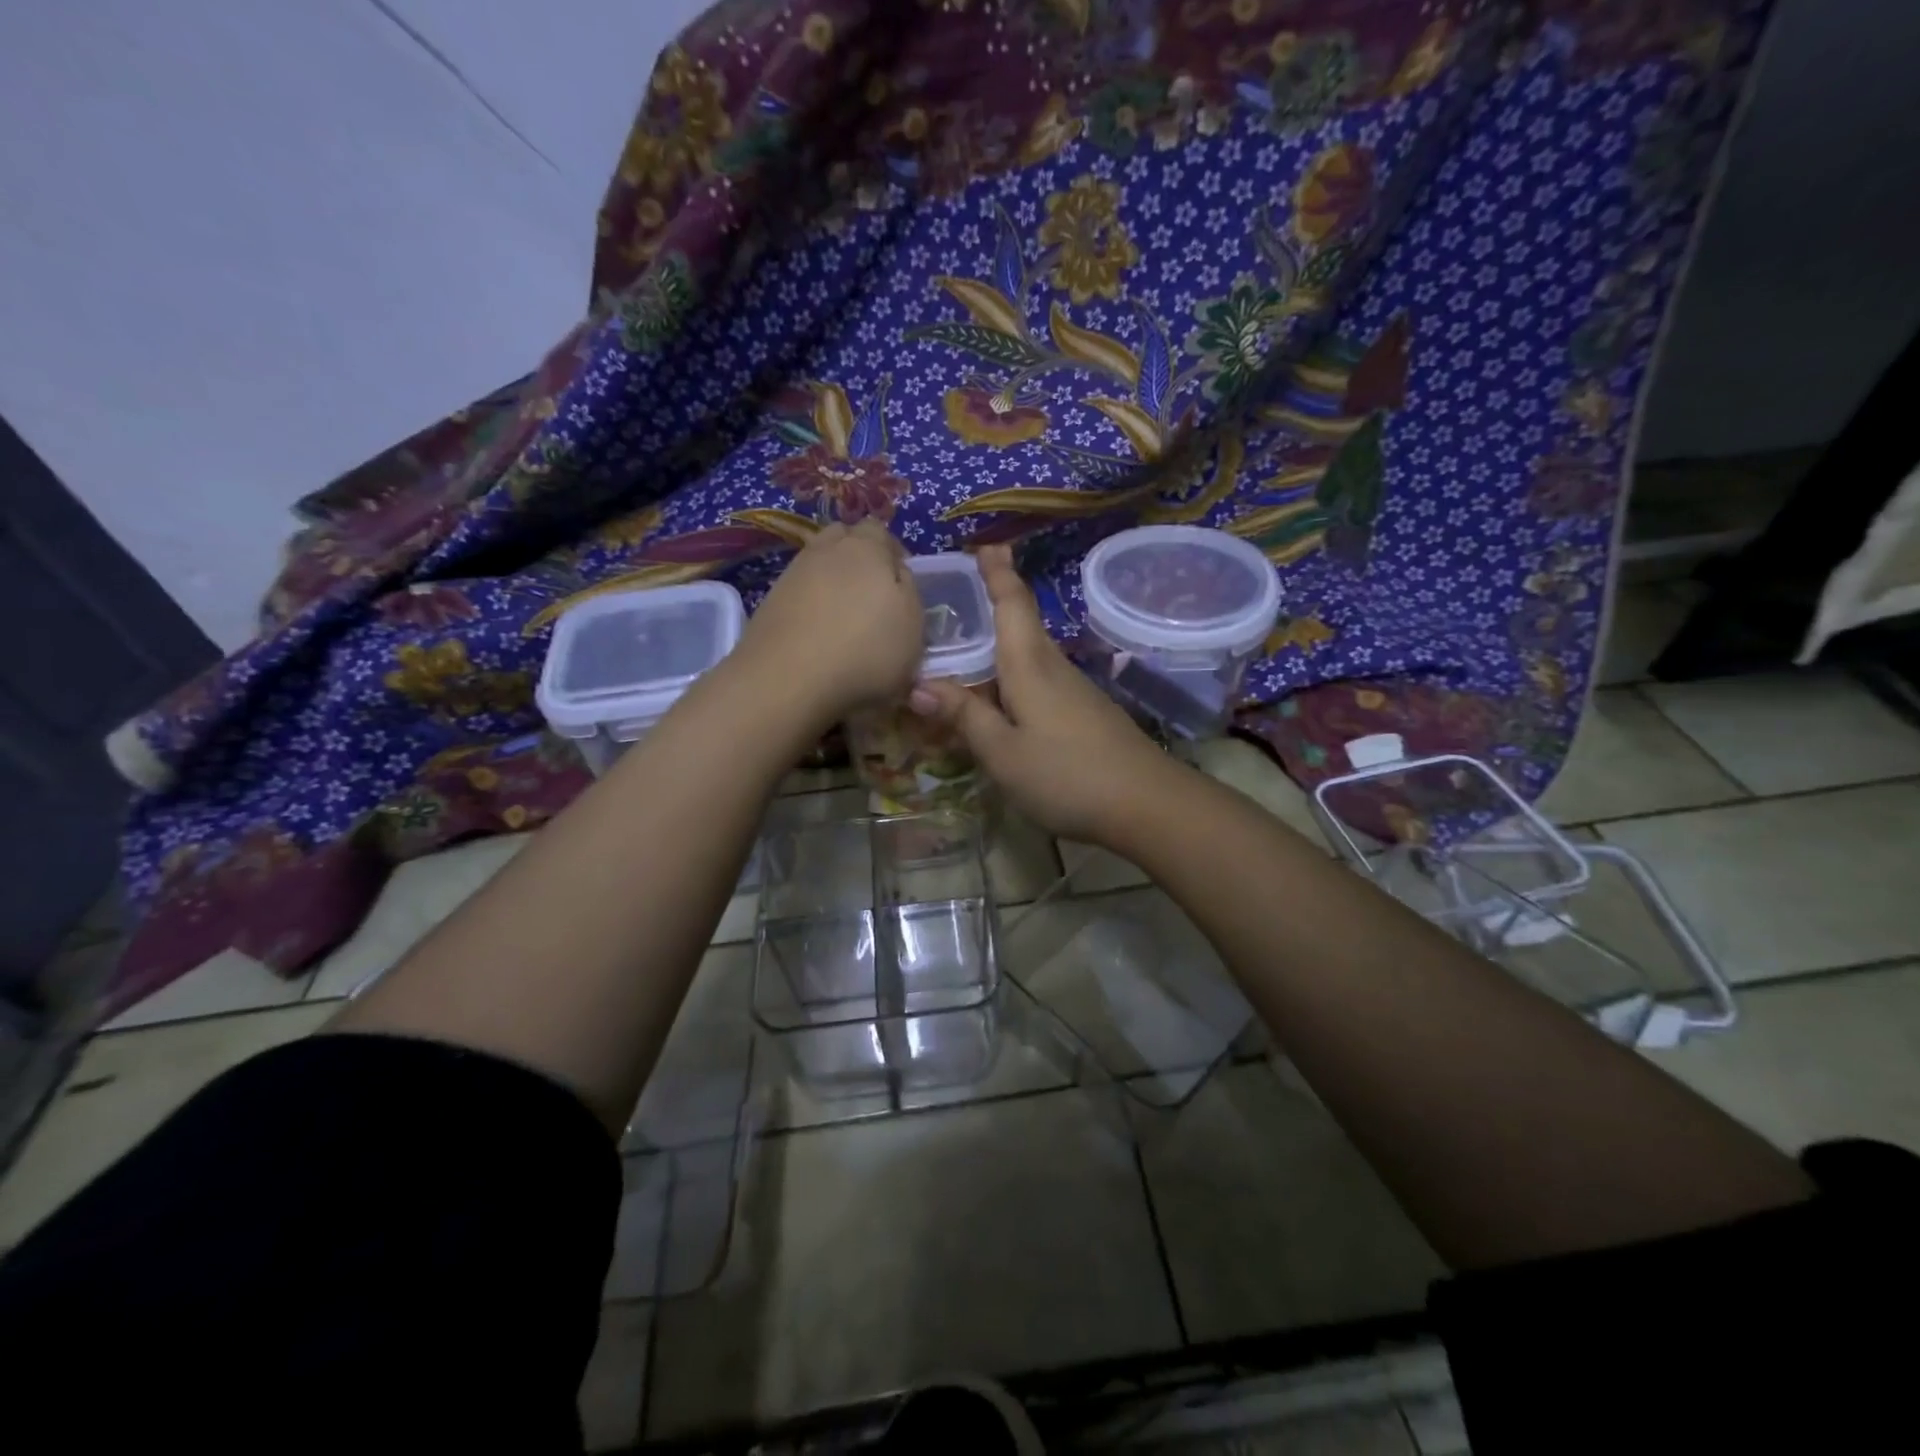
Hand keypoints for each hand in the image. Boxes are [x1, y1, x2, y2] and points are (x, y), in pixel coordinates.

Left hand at [737, 521, 924, 729]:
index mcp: (867, 547)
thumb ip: (909, 592)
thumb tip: (897, 574)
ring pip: (819, 562)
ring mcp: (793, 573)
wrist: (787, 679)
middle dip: (859, 557)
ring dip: (833, 581)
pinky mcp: (770, 600)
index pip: (880, 531)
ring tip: (844, 616)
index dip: (892, 552)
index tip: (900, 583)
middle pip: (844, 539)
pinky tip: (818, 633)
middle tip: (872, 593)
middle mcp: (826, 550)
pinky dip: (811, 603)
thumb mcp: (913, 626)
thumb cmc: (865, 652)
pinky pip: (799, 590)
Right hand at [911, 545, 1181, 844]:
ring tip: (970, 646)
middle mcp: (1053, 667)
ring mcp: (1074, 691)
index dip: (998, 572)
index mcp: (1029, 666)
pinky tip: (1003, 697)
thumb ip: (964, 716)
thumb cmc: (1065, 774)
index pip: (1012, 604)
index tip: (986, 543)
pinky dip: (1016, 676)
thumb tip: (919, 685)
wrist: (1145, 804)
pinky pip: (1041, 681)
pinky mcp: (1086, 713)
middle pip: (1023, 624)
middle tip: (962, 593)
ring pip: (1031, 655)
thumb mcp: (1002, 752)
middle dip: (997, 602)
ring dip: (1003, 643)